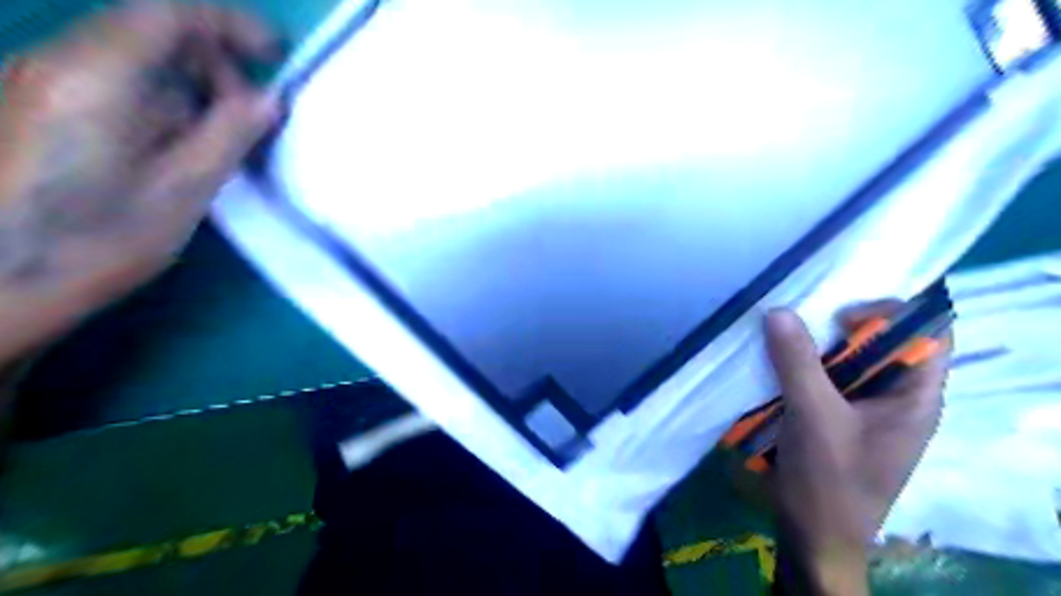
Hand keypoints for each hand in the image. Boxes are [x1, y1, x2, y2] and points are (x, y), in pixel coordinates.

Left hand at [0, 0, 278, 358]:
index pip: (167, 13)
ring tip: (221, 137)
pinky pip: (115, 82)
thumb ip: (228, 136)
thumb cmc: (97, 242)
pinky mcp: (40, 107)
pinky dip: (162, 100)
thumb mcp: (182, 191)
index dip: (230, 24)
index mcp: (97, 79)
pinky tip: (179, 145)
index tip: (275, 55)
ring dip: (190, 84)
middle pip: (149, 29)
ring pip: (134, 57)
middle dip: (212, 60)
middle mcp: (60, 63)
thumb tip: (269, 99)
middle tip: (251, 113)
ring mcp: (43, 82)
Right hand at [768, 306, 949, 592]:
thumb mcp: (813, 415)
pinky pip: (826, 382)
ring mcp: (866, 412)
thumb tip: (778, 311)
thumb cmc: (828, 480)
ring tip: (781, 341)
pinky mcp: (838, 421)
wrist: (813, 537)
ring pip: (849, 364)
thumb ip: (797, 361)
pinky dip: (804, 369)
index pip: (926, 335)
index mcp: (915, 399)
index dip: (891, 314)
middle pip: (883, 346)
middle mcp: (897, 400)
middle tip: (801, 323)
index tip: (840, 317)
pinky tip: (776, 367)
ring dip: (816, 350)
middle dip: (842, 330)